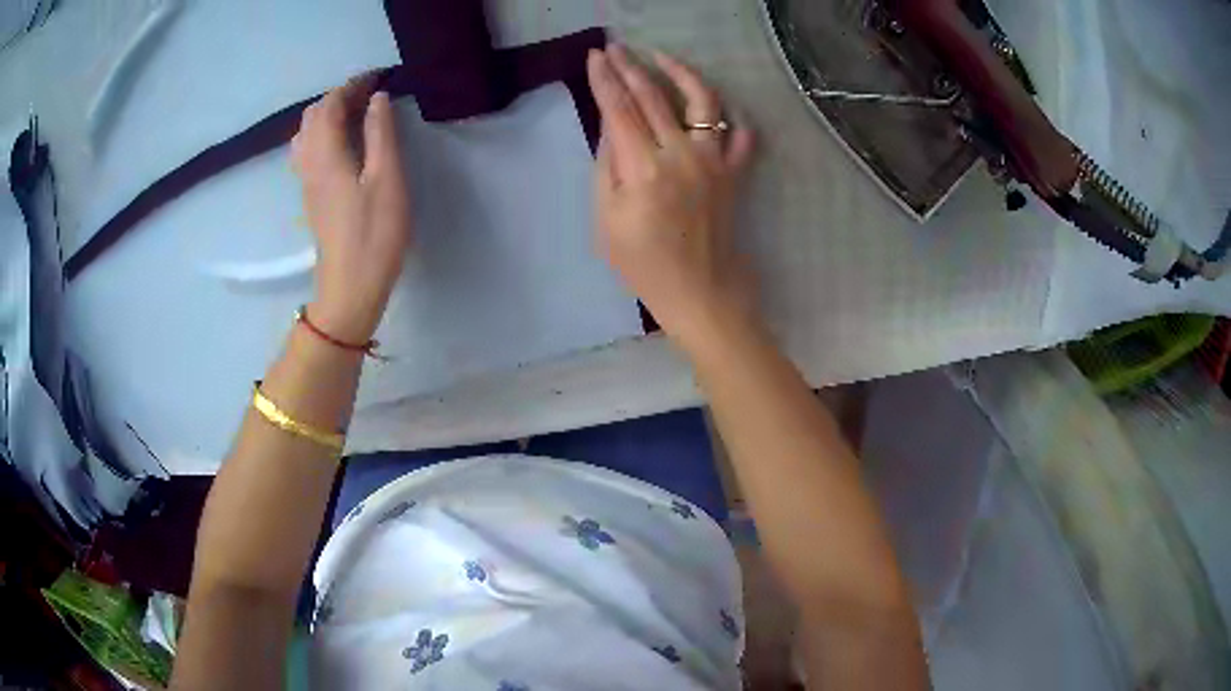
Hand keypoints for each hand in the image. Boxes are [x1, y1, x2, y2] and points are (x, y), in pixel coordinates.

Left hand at [291, 74, 410, 343]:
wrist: (350, 286)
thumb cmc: (374, 233)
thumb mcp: (387, 179)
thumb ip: (381, 133)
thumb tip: (377, 99)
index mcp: (327, 153)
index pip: (331, 104)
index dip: (352, 85)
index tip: (378, 76)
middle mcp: (310, 162)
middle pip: (314, 116)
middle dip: (339, 96)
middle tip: (371, 94)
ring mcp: (306, 181)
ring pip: (306, 133)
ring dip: (328, 114)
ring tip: (356, 113)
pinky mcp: (311, 196)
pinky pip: (307, 150)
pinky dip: (322, 133)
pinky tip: (340, 142)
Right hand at [587, 46, 756, 348]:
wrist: (700, 292)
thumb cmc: (644, 265)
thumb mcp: (606, 221)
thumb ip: (606, 166)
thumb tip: (610, 124)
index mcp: (643, 169)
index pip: (620, 109)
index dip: (605, 79)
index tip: (594, 56)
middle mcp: (682, 154)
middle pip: (654, 97)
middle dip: (631, 67)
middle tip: (615, 47)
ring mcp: (714, 161)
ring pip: (702, 102)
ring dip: (681, 73)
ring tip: (661, 58)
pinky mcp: (734, 172)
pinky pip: (740, 135)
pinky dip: (730, 116)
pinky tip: (715, 107)